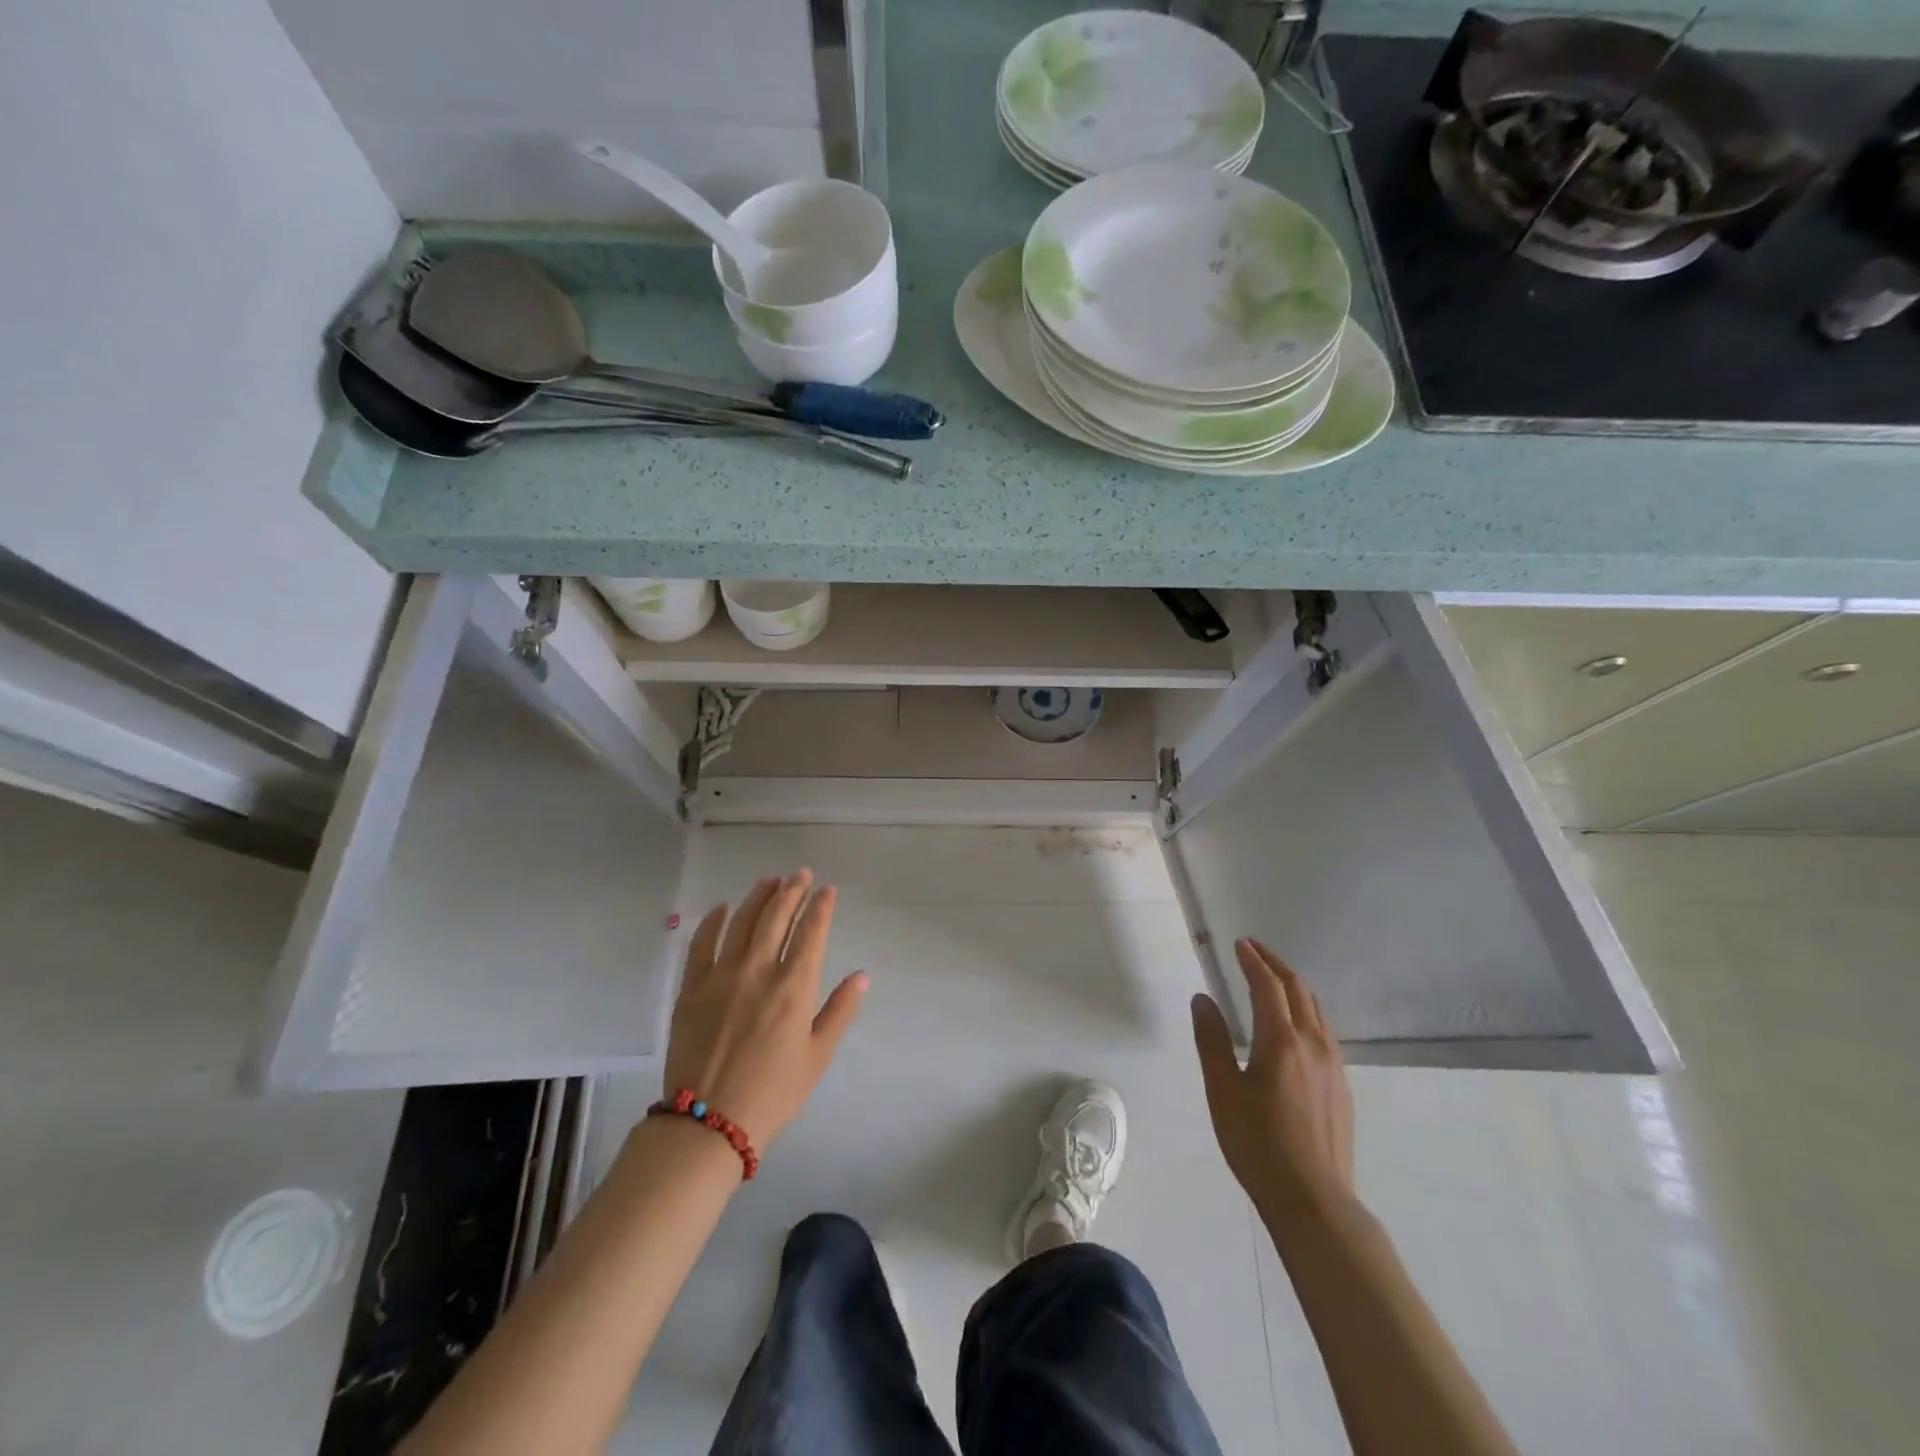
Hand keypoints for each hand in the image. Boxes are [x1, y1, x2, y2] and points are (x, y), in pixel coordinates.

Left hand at [661, 870, 867, 1150]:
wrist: (708, 1123)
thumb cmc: (773, 1093)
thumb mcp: (817, 1056)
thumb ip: (840, 1011)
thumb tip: (862, 975)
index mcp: (794, 987)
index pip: (811, 932)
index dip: (822, 907)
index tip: (828, 889)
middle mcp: (759, 971)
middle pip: (777, 917)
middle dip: (792, 890)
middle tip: (801, 874)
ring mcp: (721, 976)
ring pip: (742, 922)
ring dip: (759, 896)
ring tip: (771, 881)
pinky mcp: (691, 988)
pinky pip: (702, 944)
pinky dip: (714, 921)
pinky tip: (723, 908)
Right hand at [1191, 939, 1355, 1235]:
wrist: (1314, 1201)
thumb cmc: (1258, 1144)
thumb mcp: (1223, 1091)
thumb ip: (1212, 1041)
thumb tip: (1203, 999)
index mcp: (1282, 1042)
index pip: (1268, 986)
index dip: (1253, 961)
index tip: (1240, 944)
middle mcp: (1313, 1045)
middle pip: (1298, 990)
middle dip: (1276, 964)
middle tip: (1254, 950)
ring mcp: (1334, 1066)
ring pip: (1316, 1010)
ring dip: (1293, 986)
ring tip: (1273, 979)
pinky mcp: (1342, 1087)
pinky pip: (1324, 1032)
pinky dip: (1306, 1011)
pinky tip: (1294, 1025)